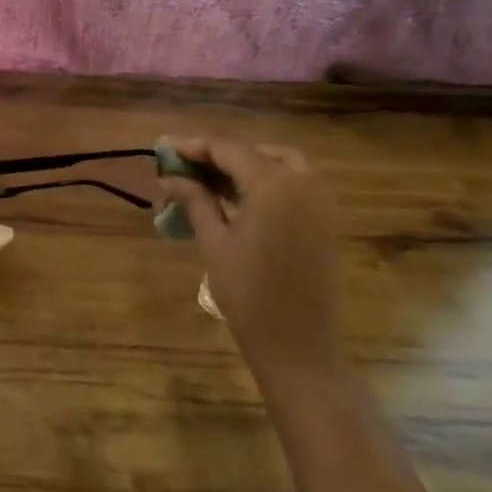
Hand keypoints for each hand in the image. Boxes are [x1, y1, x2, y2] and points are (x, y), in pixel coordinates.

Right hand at [157, 137, 341, 378]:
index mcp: (273, 185)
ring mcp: (320, 203)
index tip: (167, 151)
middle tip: (190, 168)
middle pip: (257, 152)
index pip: (229, 149)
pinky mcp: (325, 222)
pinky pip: (296, 185)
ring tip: (212, 183)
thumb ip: (196, 200)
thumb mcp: (214, 242)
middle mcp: (303, 184)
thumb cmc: (248, 294)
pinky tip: (240, 201)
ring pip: (282, 164)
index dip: (196, 146)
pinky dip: (268, 182)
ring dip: (247, 165)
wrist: (298, 345)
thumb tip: (171, 176)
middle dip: (222, 154)